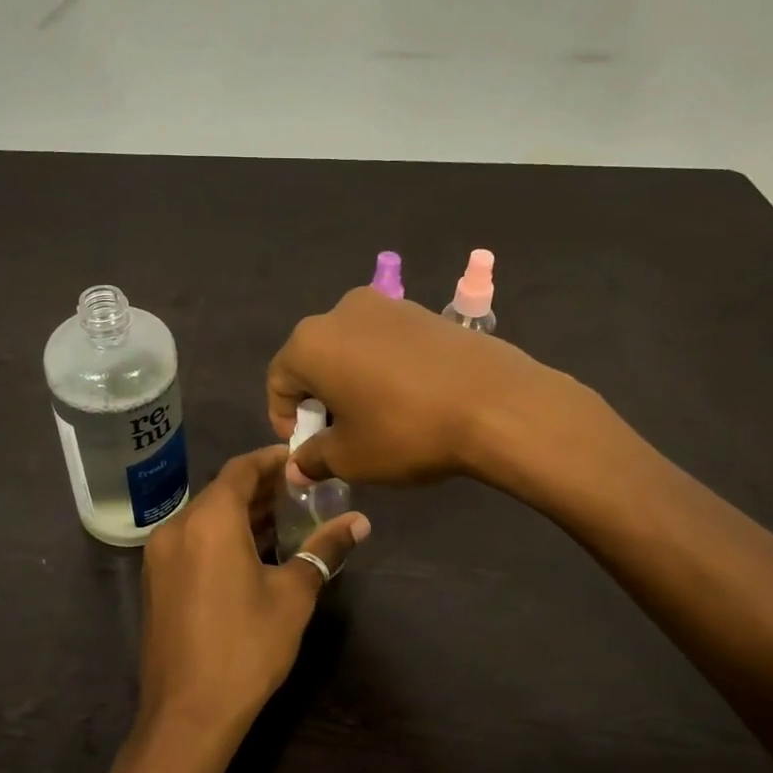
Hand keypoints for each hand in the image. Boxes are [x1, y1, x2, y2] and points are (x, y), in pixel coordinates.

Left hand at [136, 446, 368, 754]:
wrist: (187, 716)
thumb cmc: (246, 648)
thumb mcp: (293, 595)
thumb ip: (324, 550)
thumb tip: (360, 522)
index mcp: (209, 520)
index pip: (241, 469)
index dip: (272, 460)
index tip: (301, 460)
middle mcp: (177, 527)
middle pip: (222, 491)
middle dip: (261, 488)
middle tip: (302, 491)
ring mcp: (161, 555)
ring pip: (206, 516)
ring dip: (243, 513)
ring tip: (286, 519)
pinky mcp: (157, 580)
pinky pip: (193, 540)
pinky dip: (223, 535)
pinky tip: (254, 552)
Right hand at [266, 287, 601, 488]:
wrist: (495, 402)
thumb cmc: (406, 430)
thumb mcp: (352, 458)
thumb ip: (314, 459)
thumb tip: (297, 466)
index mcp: (310, 342)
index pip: (278, 381)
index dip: (286, 420)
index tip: (308, 450)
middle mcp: (340, 312)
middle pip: (313, 359)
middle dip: (320, 399)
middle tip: (341, 437)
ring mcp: (385, 305)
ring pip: (350, 348)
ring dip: (351, 382)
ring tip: (376, 419)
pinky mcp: (421, 310)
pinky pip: (384, 342)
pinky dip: (381, 368)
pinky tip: (407, 399)